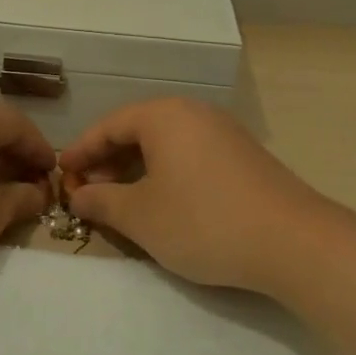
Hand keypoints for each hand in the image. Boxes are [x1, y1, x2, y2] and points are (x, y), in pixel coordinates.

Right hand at [59, 98, 333, 296]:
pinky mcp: (243, 156)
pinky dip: (167, 174)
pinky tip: (164, 204)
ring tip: (123, 203)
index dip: (81, 152)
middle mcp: (193, 112)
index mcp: (164, 115)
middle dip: (108, 162)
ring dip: (137, 170)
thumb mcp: (142, 217)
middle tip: (90, 195)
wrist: (293, 242)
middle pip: (138, 130)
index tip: (62, 177)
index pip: (109, 125)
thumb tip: (78, 195)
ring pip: (165, 144)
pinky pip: (190, 155)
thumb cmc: (204, 221)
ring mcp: (222, 132)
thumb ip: (102, 202)